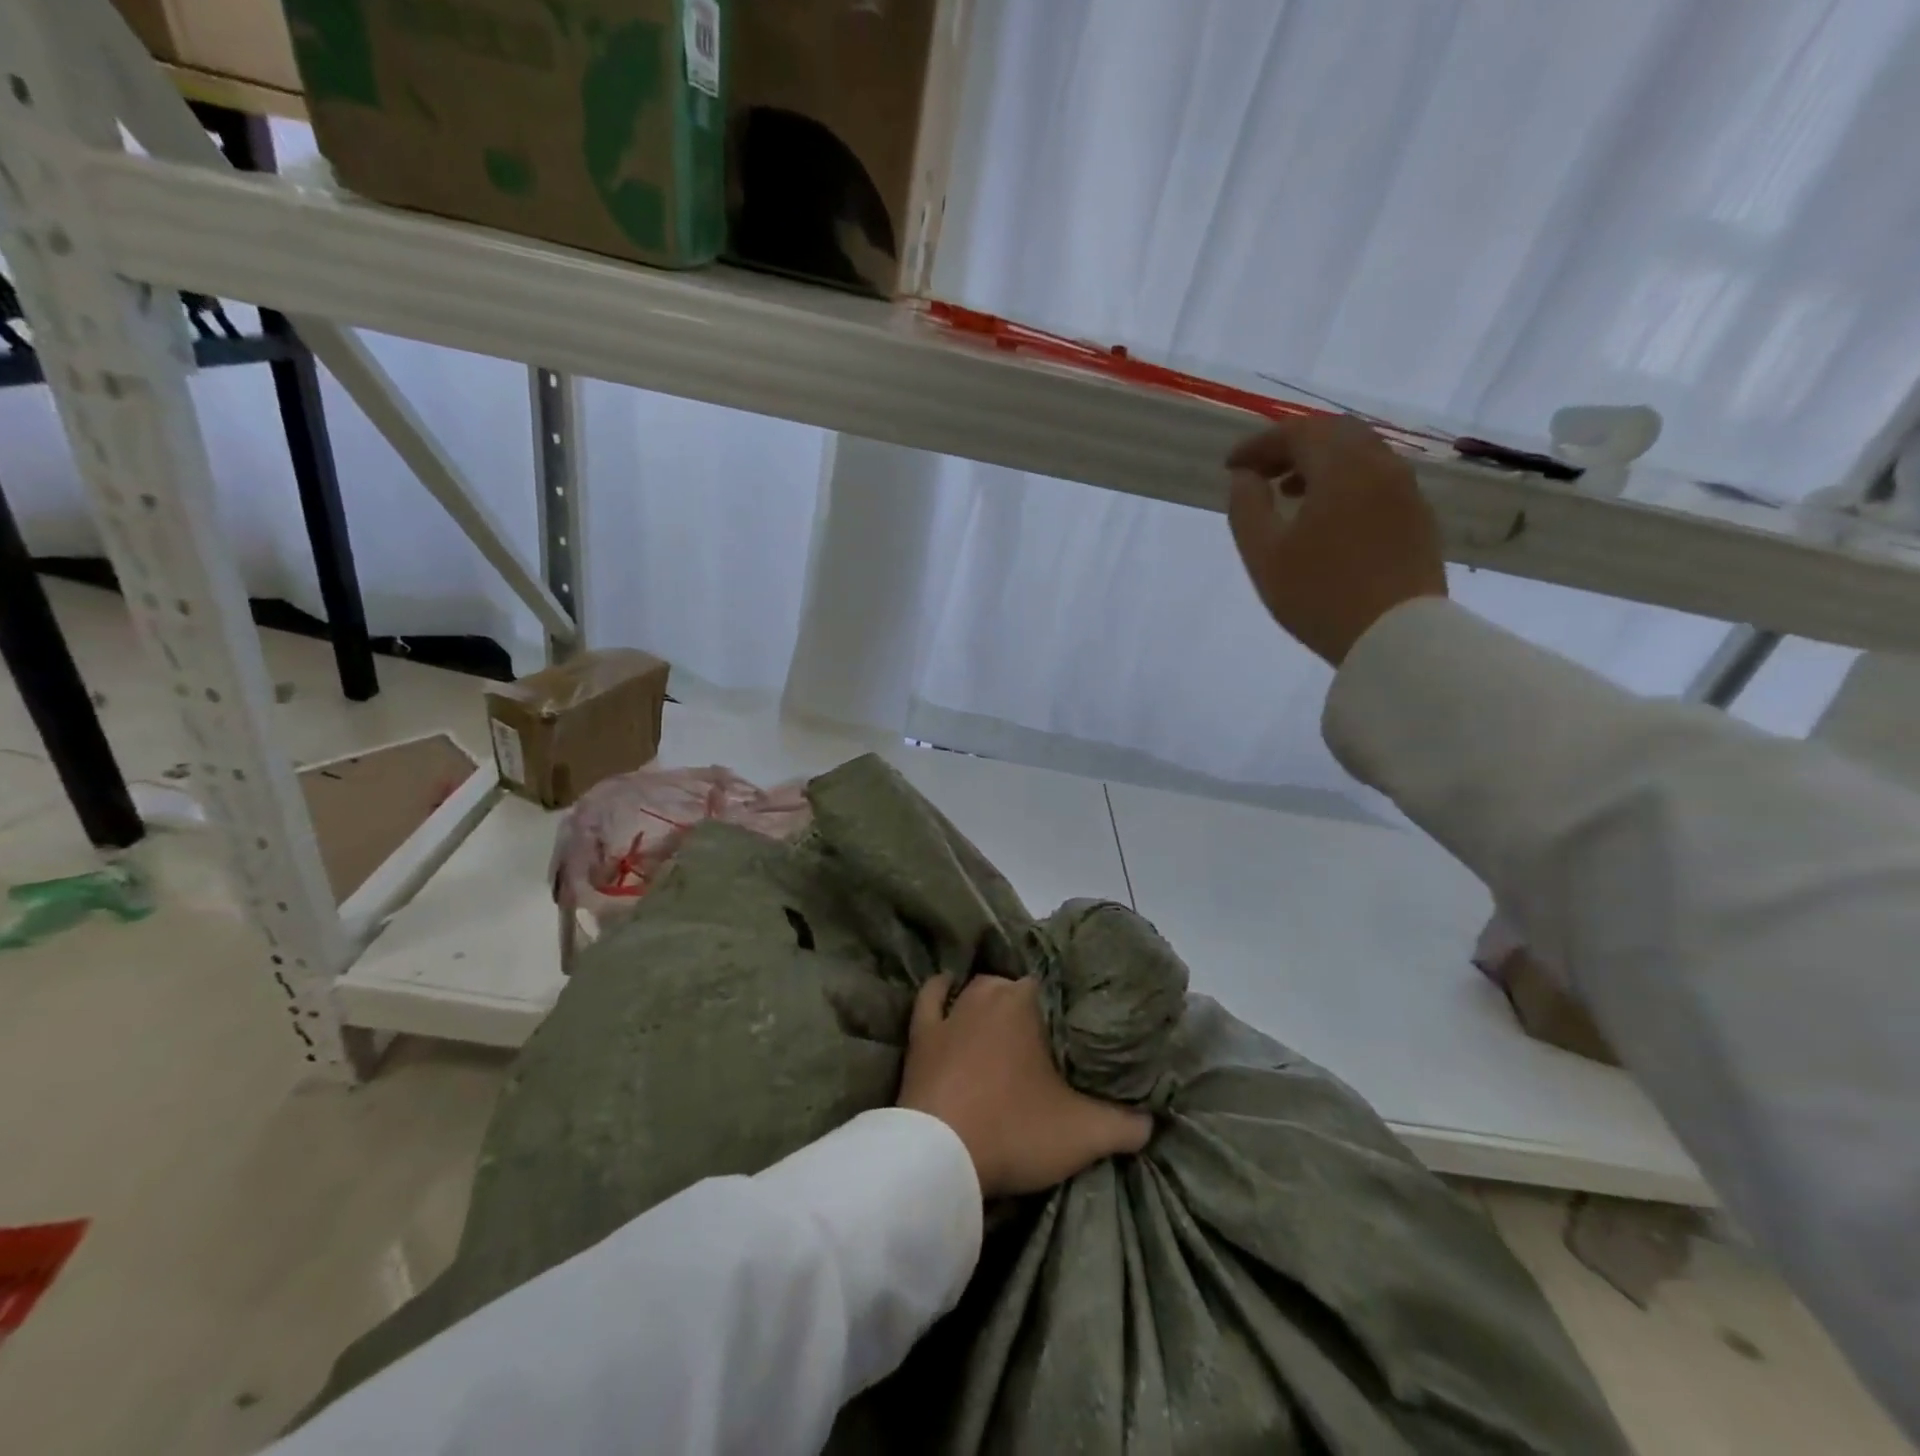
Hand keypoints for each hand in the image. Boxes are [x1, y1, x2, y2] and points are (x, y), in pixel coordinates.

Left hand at [898, 973, 1152, 1198]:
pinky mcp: (922, 1034)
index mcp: (1029, 1003)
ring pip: (979, 991)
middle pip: (1020, 989)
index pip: (1059, 988)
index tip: (1085, 1030)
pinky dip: (941, 991)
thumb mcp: (1085, 1134)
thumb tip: (1152, 1121)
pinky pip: (931, 999)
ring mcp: (952, 1013)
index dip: (1074, 1008)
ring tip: (1011, 1021)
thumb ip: (1126, 1125)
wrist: (941, 1155)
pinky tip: (948, 986)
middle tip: (1053, 1040)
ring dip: (994, 1001)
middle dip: (1037, 1009)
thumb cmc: (1014, 1131)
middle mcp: (990, 995)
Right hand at [1226, 416, 1448, 665]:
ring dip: (1321, 463)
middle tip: (1261, 472)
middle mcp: (1381, 467)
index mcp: (1342, 469)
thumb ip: (1247, 508)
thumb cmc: (1319, 595)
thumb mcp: (1264, 555)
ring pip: (1360, 454)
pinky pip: (1377, 480)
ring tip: (1289, 493)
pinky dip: (1346, 482)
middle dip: (1293, 445)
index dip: (1259, 445)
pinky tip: (1327, 516)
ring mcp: (1406, 491)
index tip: (1231, 466)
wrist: (1396, 636)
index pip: (1297, 434)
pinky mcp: (1418, 518)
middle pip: (1334, 433)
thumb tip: (1245, 478)